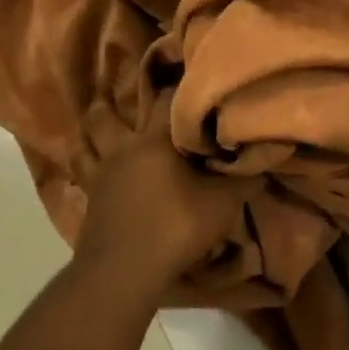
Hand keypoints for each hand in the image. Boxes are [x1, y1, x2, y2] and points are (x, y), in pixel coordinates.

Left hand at [75, 94, 259, 298]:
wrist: (123, 273)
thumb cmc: (175, 227)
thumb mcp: (222, 204)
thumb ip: (244, 179)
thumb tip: (266, 158)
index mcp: (155, 139)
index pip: (167, 97)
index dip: (178, 85)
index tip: (187, 76)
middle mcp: (124, 147)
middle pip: (108, 112)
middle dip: (117, 100)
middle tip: (131, 91)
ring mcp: (101, 171)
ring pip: (87, 138)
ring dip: (94, 126)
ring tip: (102, 114)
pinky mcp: (89, 197)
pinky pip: (82, 167)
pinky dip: (84, 155)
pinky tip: (89, 154)